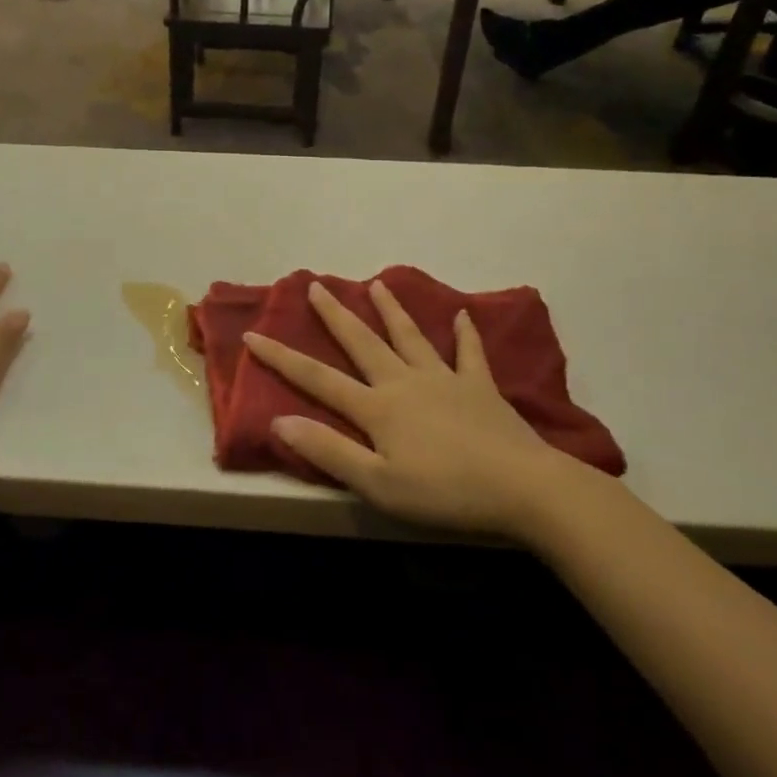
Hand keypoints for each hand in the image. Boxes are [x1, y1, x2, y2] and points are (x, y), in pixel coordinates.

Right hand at [243, 280, 599, 543]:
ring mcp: (445, 380)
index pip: (318, 378)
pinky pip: (469, 354)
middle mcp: (405, 382)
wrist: (522, 488)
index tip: (253, 335)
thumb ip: (329, 451)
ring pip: (410, 337)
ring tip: (377, 284)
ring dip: (392, 310)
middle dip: (336, 315)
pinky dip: (465, 334)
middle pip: (363, 343)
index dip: (282, 358)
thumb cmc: (444, 492)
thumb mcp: (378, 483)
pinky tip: (463, 315)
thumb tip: (280, 420)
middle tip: (317, 285)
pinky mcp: (480, 388)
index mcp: (377, 407)